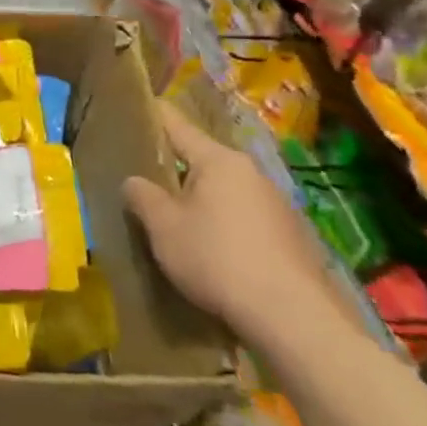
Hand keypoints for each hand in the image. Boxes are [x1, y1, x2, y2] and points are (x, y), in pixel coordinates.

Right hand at [122, 103, 338, 341]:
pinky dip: (223, 224)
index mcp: (219, 161)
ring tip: (174, 219)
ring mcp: (276, 204)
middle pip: (202, 159)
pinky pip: (243, 217)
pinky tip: (210, 249)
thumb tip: (134, 181)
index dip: (153, 116)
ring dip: (199, 199)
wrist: (292, 317)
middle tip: (144, 179)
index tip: (134, 108)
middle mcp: (251, 173)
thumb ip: (142, 196)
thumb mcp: (163, 226)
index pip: (177, 125)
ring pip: (224, 190)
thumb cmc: (216, 258)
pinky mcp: (290, 236)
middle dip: (174, 168)